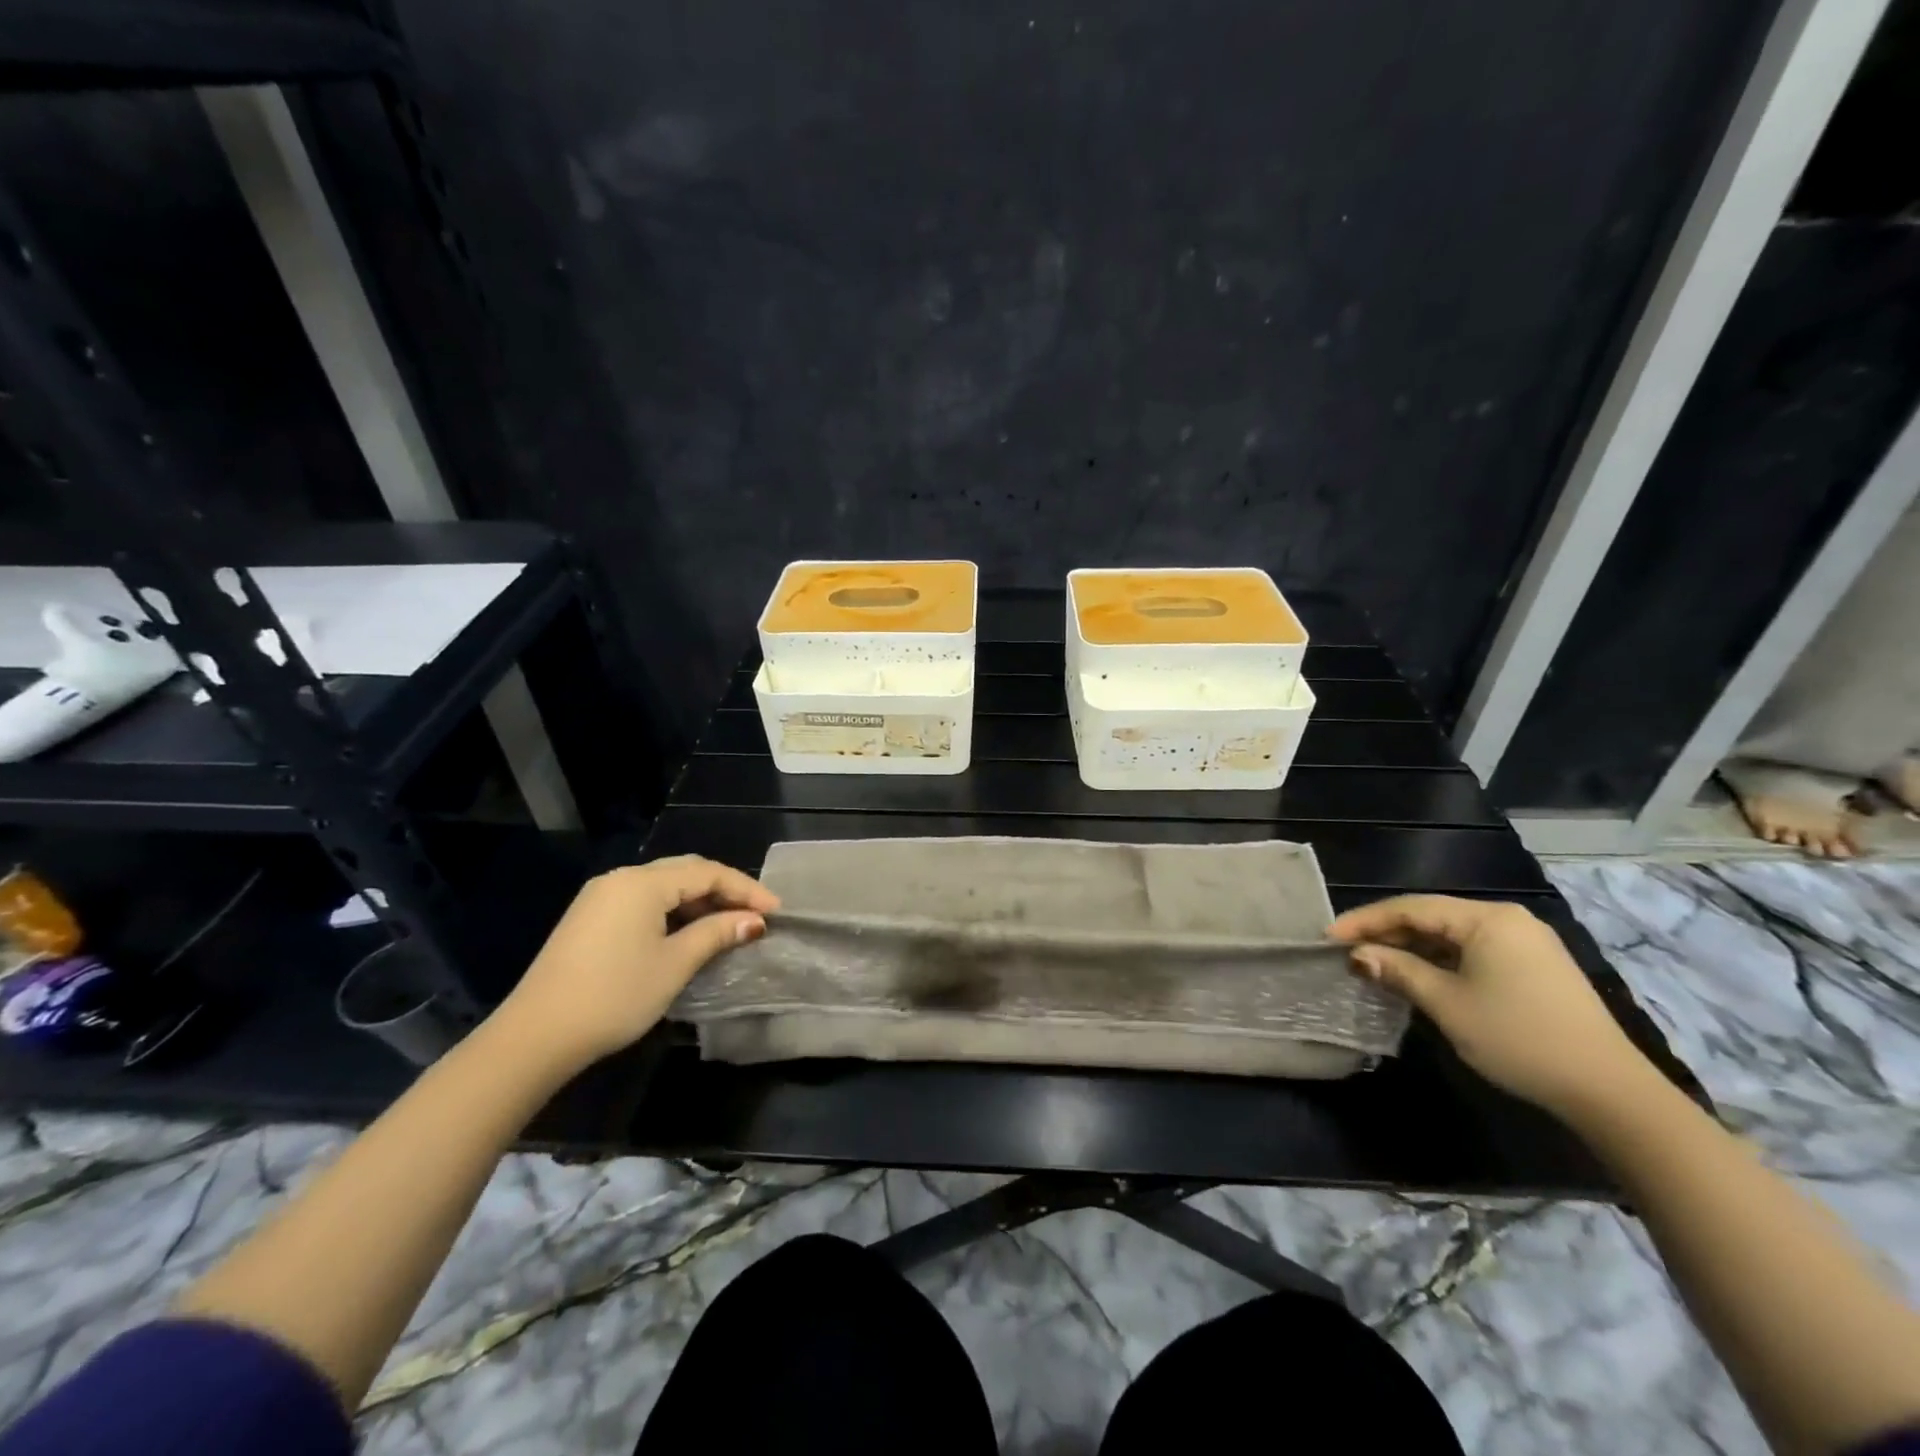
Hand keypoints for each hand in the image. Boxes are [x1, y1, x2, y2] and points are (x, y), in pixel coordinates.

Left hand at [492, 856, 778, 1071]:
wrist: (535, 1036)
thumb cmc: (614, 996)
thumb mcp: (674, 964)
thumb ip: (716, 934)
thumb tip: (754, 921)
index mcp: (642, 883)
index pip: (707, 872)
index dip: (746, 889)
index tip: (776, 911)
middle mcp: (621, 879)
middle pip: (685, 872)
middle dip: (725, 890)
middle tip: (757, 913)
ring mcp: (601, 897)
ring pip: (663, 887)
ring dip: (699, 902)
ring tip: (729, 924)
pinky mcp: (589, 918)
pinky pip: (643, 901)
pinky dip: (673, 912)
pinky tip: (688, 933)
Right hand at [1329, 895, 1654, 1121]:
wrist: (1609, 1092)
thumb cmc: (1518, 1039)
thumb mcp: (1447, 1004)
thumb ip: (1398, 972)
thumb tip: (1357, 956)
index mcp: (1487, 919)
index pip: (1410, 908)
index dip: (1365, 921)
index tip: (1328, 938)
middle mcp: (1507, 920)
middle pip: (1431, 917)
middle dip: (1386, 934)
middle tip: (1347, 952)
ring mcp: (1526, 943)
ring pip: (1451, 935)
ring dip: (1412, 949)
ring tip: (1375, 965)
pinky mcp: (1535, 967)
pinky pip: (1473, 951)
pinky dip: (1440, 961)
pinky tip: (1418, 977)